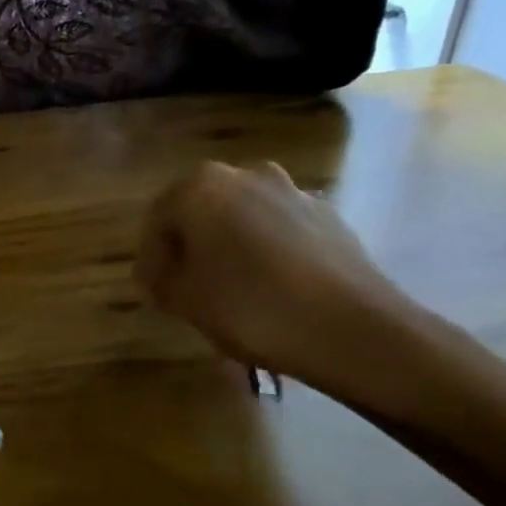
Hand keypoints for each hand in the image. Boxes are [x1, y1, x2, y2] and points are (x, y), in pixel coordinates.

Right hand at [136, 161, 410, 388]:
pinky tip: (272, 287)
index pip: (158, 219)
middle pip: (201, 211)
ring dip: (230, 246)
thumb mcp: (185, 300)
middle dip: (191, 246)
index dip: (151, 258)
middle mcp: (244, 175)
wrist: (355, 330)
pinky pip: (279, 229)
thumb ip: (159, 279)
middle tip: (187, 287)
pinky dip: (267, 251)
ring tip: (232, 289)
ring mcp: (291, 191)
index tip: (153, 291)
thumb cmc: (252, 308)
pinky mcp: (328, 214)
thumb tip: (156, 271)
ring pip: (242, 218)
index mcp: (200, 187)